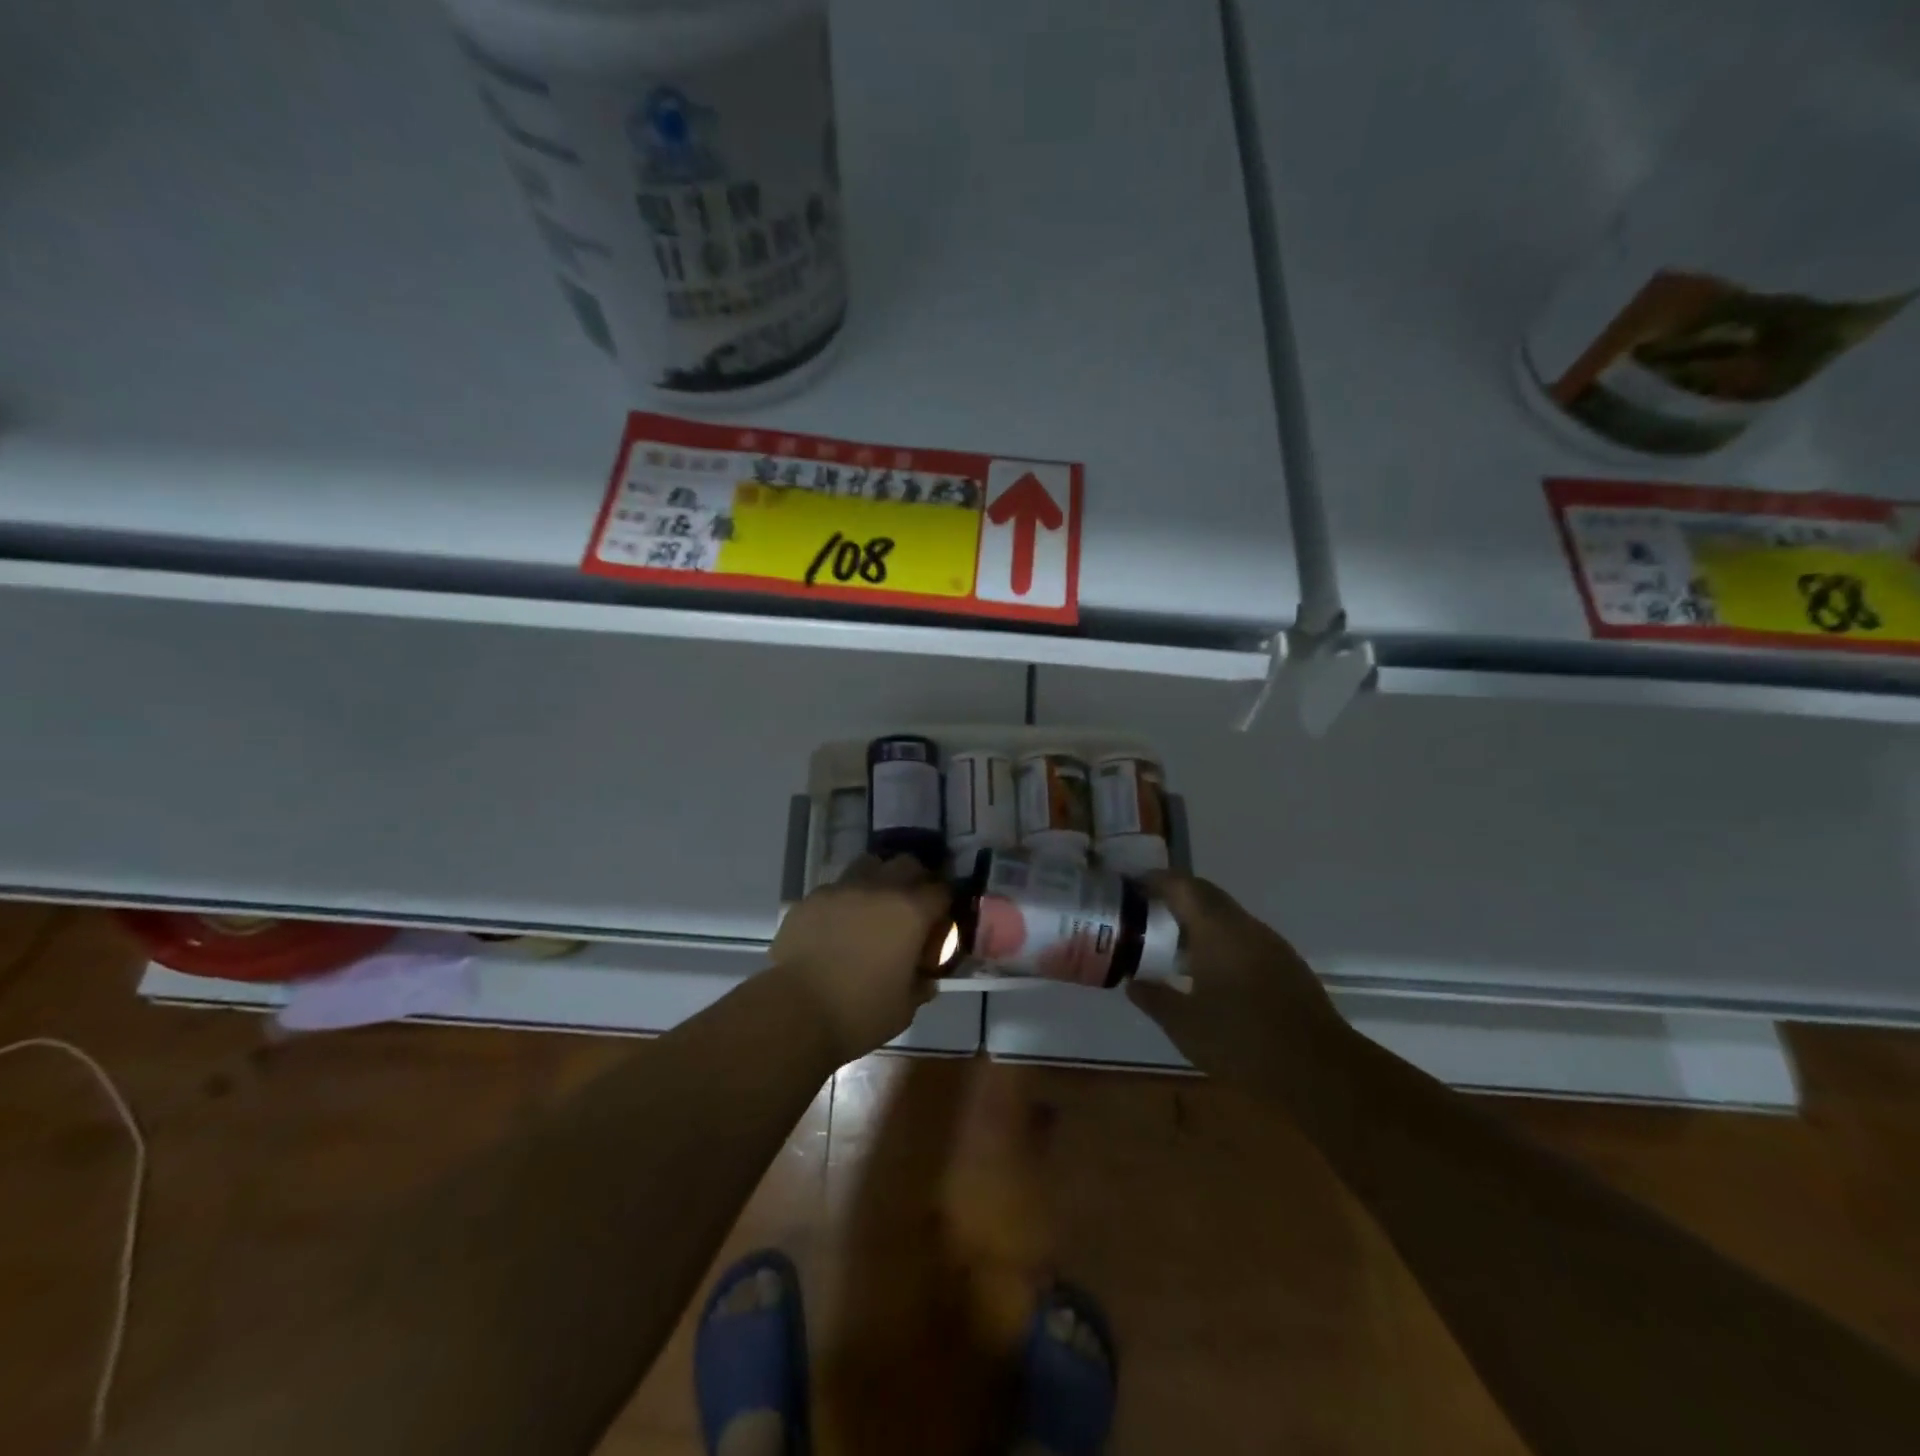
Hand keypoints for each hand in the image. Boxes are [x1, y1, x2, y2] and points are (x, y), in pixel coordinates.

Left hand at [769, 855, 950, 1064]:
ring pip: (869, 865)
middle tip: (911, 907)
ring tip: (874, 906)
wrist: (795, 1011)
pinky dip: (844, 900)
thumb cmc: (860, 1012)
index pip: (941, 890)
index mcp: (911, 912)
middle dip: (915, 879)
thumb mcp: (905, 1008)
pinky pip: (836, 888)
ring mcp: (841, 889)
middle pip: (907, 864)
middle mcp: (879, 888)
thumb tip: (926, 978)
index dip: (944, 903)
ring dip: (878, 879)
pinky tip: (838, 925)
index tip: (941, 919)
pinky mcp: (811, 898)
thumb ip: (921, 984)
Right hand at [1127, 874, 1352, 1090]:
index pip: (1181, 886)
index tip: (1131, 885)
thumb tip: (1133, 982)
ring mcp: (1270, 944)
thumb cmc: (1243, 1041)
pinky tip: (1211, 970)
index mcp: (1216, 930)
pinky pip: (1245, 937)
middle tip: (1147, 910)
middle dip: (1175, 895)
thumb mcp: (1184, 1025)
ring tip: (1173, 942)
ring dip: (1199, 919)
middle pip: (1205, 894)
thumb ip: (1154, 998)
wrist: (1320, 1070)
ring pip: (1228, 916)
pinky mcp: (1287, 965)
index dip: (1154, 880)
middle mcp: (1244, 926)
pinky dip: (1221, 939)